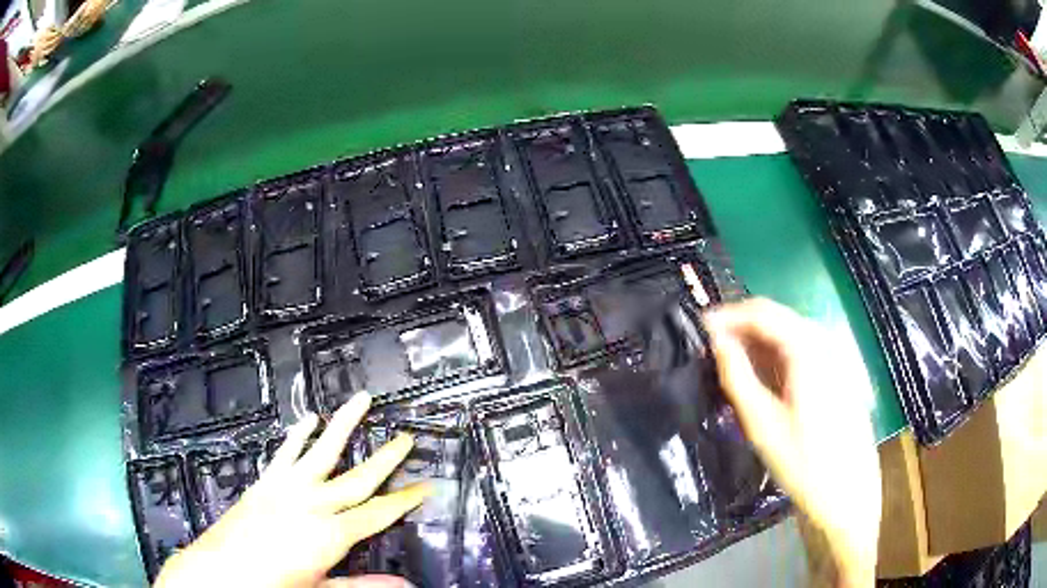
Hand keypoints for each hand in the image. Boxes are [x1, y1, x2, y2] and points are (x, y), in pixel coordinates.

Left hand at [154, 392, 427, 587]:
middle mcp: (313, 503)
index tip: (426, 485)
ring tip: (362, 399)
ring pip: (322, 450)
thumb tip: (407, 586)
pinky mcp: (266, 482)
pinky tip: (308, 419)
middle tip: (406, 438)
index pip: (379, 513)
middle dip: (386, 459)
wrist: (222, 572)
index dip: (405, 500)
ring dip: (343, 424)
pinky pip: (285, 453)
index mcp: (331, 534)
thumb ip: (365, 585)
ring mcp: (287, 487)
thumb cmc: (275, 585)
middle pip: (358, 478)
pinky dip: (297, 435)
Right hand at [704, 299, 880, 587]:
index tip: (699, 330)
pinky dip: (774, 355)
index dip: (728, 316)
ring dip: (757, 341)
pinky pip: (800, 350)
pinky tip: (760, 376)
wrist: (848, 492)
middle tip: (710, 349)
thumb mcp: (762, 425)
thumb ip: (737, 378)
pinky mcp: (835, 372)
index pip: (762, 312)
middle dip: (741, 327)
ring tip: (729, 363)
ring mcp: (833, 356)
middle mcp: (823, 342)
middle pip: (777, 318)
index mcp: (807, 350)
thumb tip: (716, 343)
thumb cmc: (804, 464)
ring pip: (787, 332)